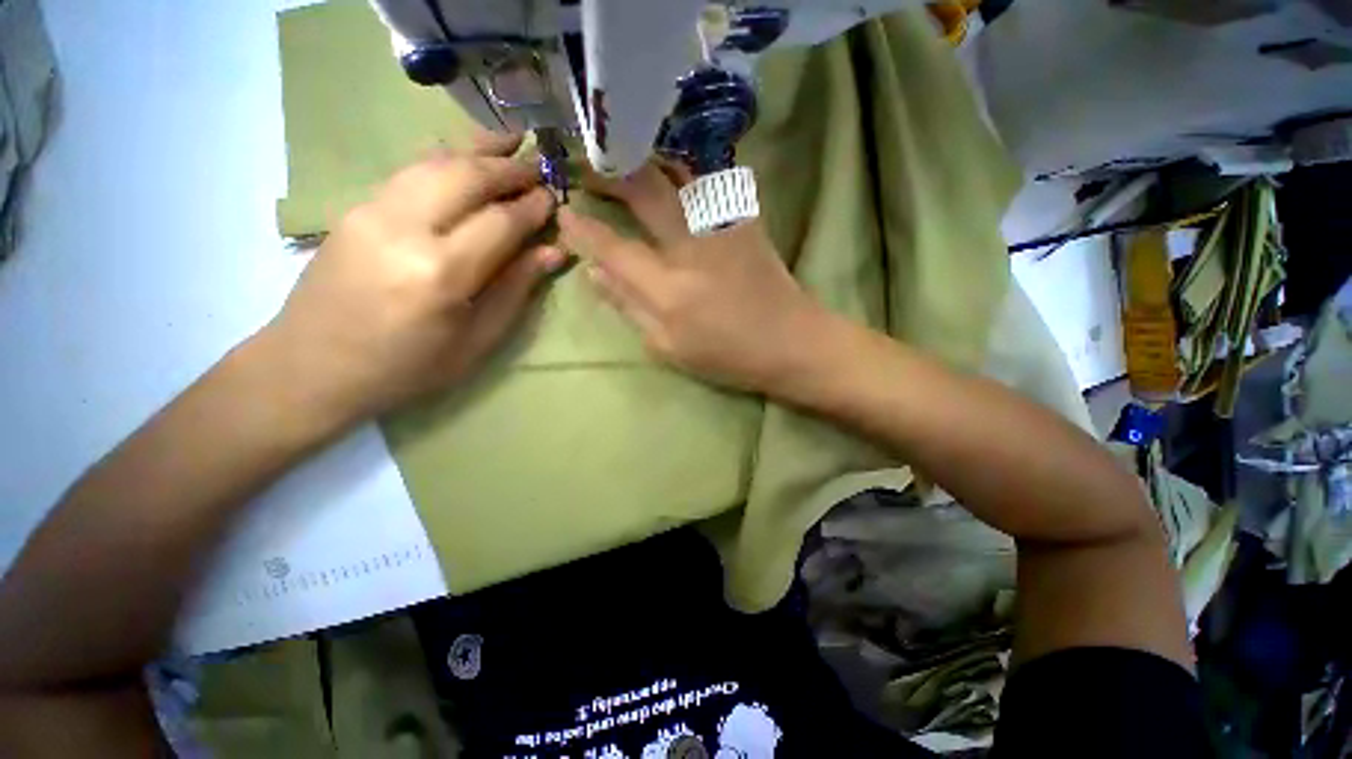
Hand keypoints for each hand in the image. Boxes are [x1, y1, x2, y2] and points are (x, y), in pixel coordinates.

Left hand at [264, 134, 565, 423]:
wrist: (312, 367)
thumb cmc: (407, 367)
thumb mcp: (476, 342)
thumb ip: (516, 290)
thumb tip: (553, 252)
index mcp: (441, 274)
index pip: (501, 222)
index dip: (533, 207)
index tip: (555, 198)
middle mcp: (405, 229)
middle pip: (466, 176)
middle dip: (509, 168)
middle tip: (538, 167)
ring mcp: (372, 211)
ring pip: (434, 162)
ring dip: (477, 150)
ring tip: (510, 144)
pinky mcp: (355, 207)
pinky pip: (410, 171)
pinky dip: (445, 159)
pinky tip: (465, 159)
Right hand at [558, 163, 827, 393]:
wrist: (790, 340)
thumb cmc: (727, 355)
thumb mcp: (669, 347)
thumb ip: (628, 307)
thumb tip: (594, 273)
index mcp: (669, 290)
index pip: (613, 248)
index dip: (584, 229)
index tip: (565, 214)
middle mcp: (692, 246)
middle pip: (643, 190)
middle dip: (608, 173)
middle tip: (586, 169)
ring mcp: (722, 226)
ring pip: (676, 172)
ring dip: (642, 162)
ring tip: (621, 162)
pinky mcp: (744, 218)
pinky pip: (707, 178)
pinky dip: (680, 170)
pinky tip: (668, 175)